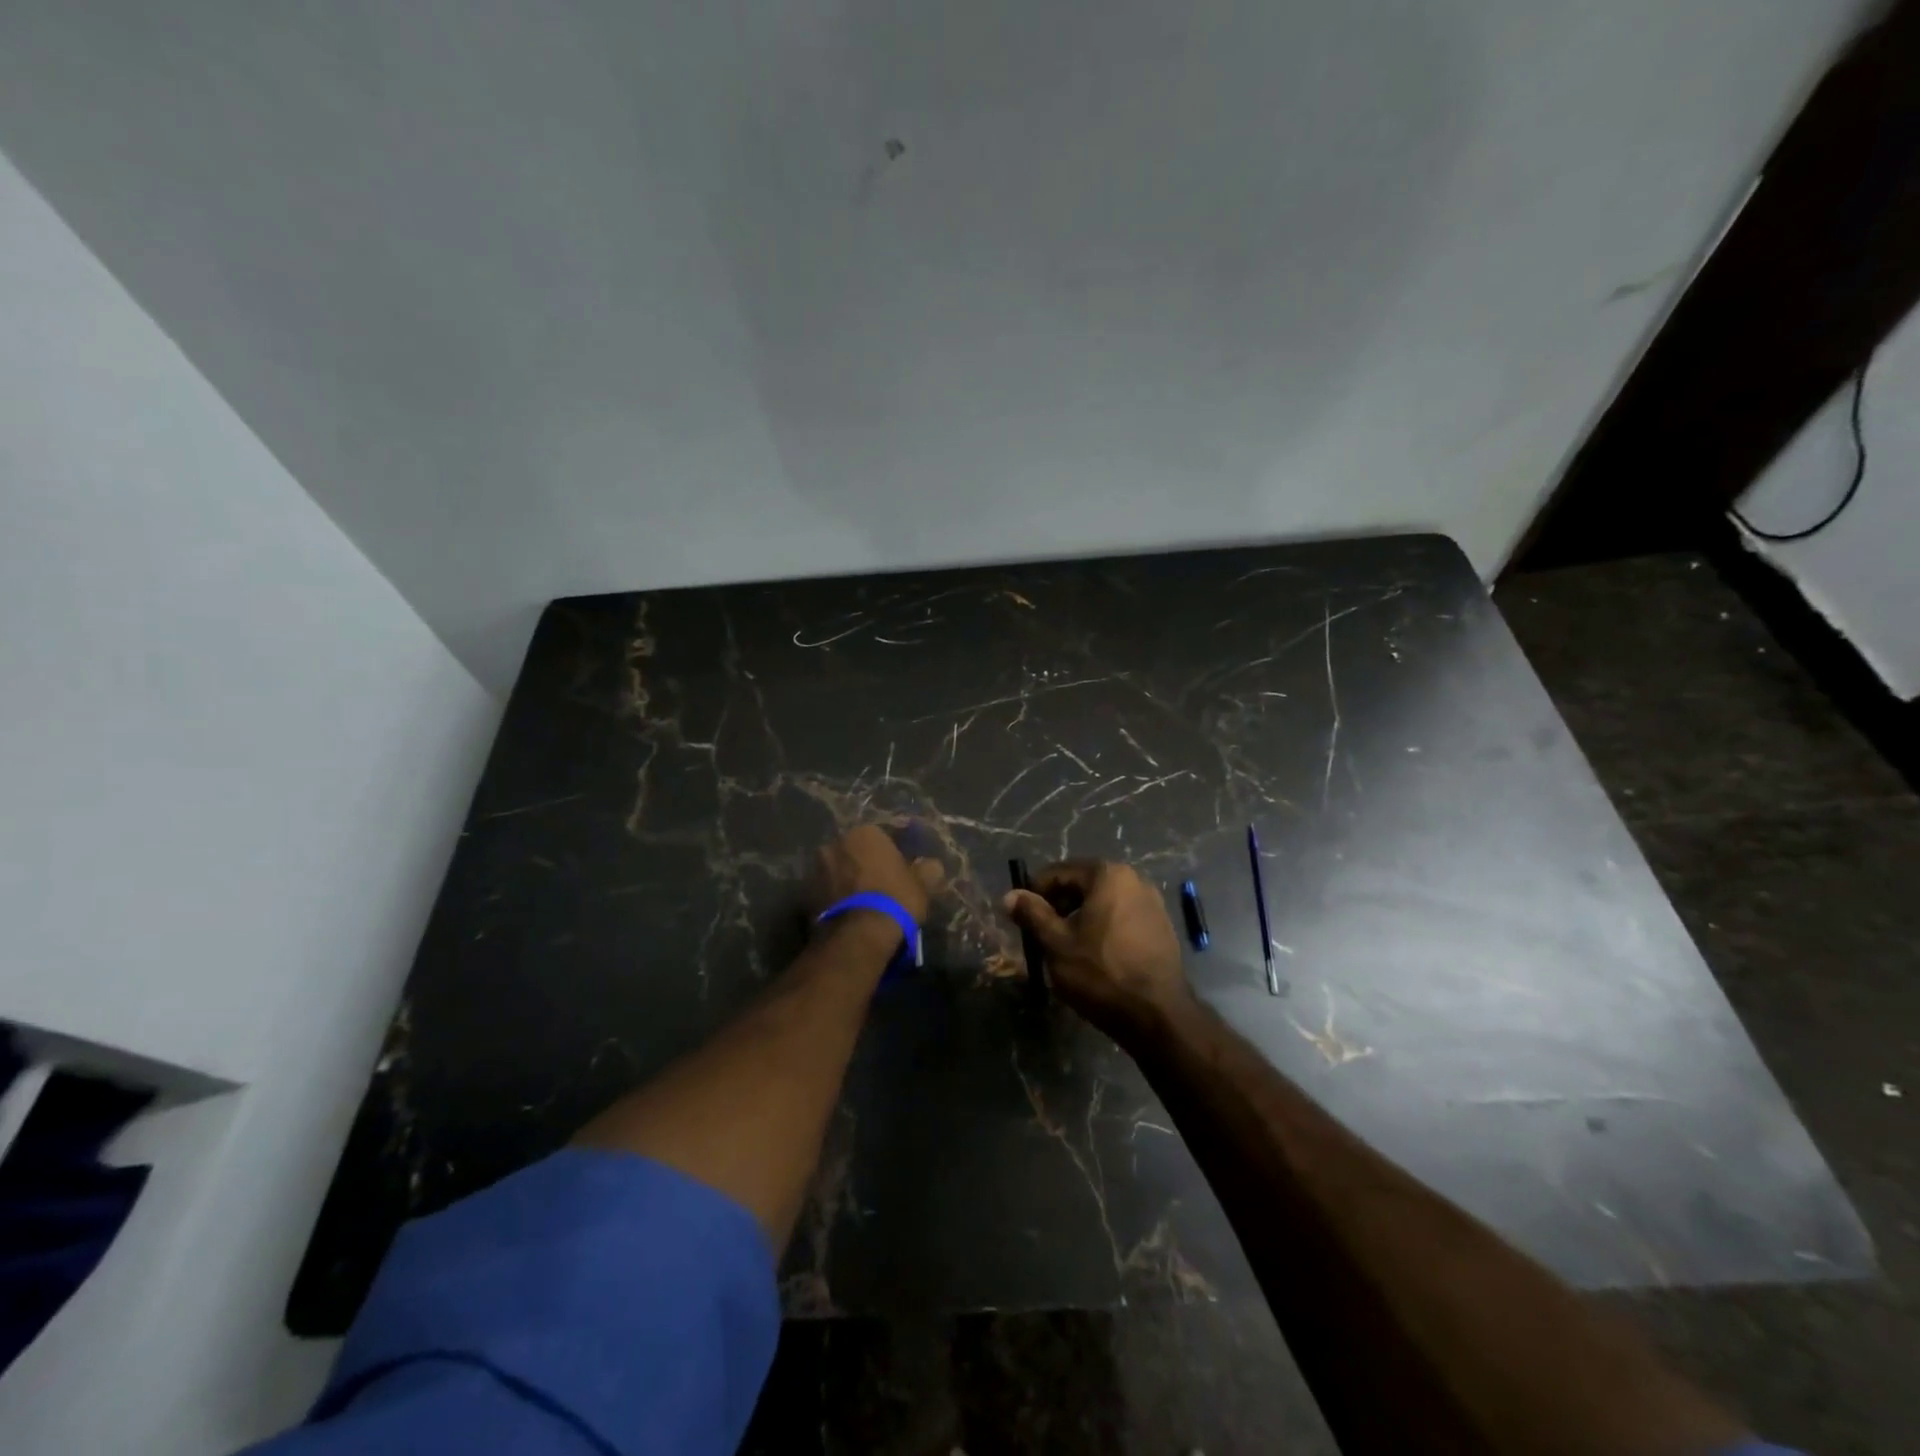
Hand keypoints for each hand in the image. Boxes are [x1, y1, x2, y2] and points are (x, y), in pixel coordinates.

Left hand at [814, 824, 944, 925]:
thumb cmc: (895, 898)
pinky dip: (838, 898)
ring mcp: (817, 869)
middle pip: (857, 851)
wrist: (858, 936)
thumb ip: (928, 869)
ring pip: (839, 871)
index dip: (896, 852)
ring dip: (850, 880)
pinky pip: (828, 892)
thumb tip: (931, 865)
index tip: (905, 867)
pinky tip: (852, 913)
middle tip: (883, 883)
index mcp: (865, 833)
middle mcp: (836, 843)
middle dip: (867, 863)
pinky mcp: (806, 896)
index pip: (884, 835)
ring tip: (866, 902)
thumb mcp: (922, 884)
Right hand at [1002, 861, 1189, 1043]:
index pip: (1059, 872)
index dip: (1035, 892)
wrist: (1158, 1016)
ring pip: (1103, 903)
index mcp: (1108, 874)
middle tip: (1041, 934)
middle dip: (1059, 906)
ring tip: (1066, 948)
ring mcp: (1153, 903)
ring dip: (1081, 918)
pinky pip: (1122, 918)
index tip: (1021, 916)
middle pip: (1083, 885)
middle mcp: (1134, 879)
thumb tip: (1010, 895)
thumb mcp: (1056, 943)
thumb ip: (1032, 914)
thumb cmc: (1101, 973)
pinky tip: (1095, 956)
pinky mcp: (1162, 928)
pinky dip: (1104, 929)